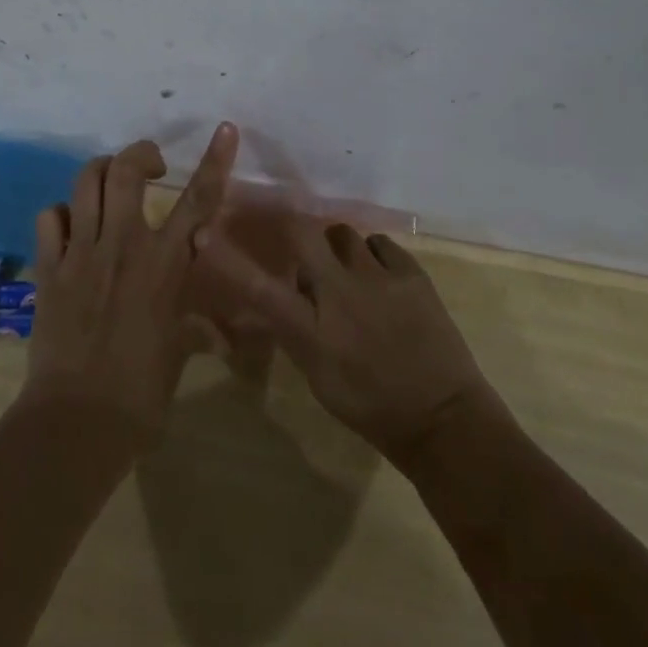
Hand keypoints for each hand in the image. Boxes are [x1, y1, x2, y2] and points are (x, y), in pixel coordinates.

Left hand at [21, 123, 239, 439]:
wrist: (78, 421)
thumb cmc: (140, 394)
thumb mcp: (178, 354)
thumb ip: (195, 329)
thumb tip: (220, 336)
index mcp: (164, 264)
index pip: (198, 201)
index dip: (215, 161)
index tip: (224, 130)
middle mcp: (123, 244)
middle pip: (126, 170)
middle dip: (141, 154)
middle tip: (152, 167)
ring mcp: (81, 252)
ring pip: (86, 181)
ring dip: (102, 172)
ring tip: (111, 186)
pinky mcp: (50, 266)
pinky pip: (50, 217)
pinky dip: (62, 213)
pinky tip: (71, 228)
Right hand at [194, 217, 510, 460]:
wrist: (443, 419)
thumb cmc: (372, 407)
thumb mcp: (318, 376)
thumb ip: (296, 329)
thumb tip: (286, 291)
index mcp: (312, 331)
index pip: (259, 288)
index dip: (227, 260)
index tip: (203, 234)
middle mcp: (340, 294)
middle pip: (302, 233)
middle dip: (292, 226)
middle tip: (297, 239)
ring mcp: (378, 278)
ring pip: (343, 233)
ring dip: (337, 247)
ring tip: (347, 270)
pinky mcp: (411, 272)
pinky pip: (379, 243)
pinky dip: (373, 255)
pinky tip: (379, 277)